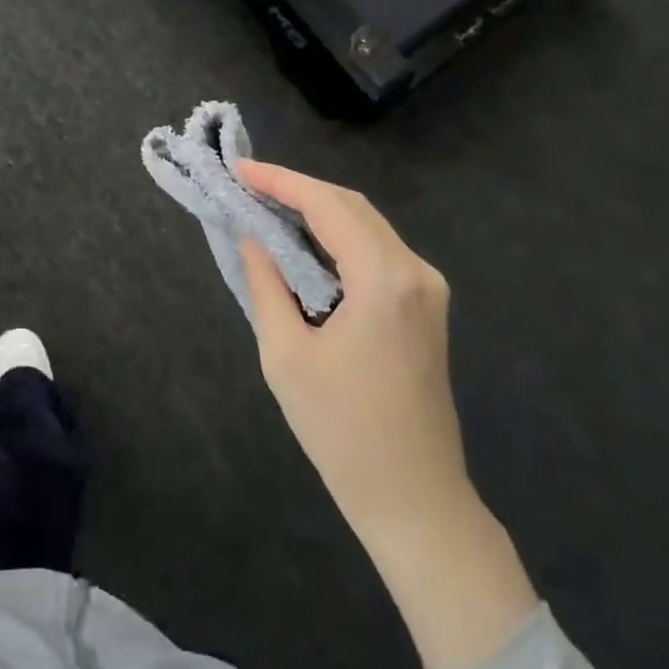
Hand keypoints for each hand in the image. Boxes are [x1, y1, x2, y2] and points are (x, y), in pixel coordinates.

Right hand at [235, 159, 465, 532]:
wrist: (414, 499)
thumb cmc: (342, 432)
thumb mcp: (286, 355)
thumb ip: (266, 283)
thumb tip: (252, 236)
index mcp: (384, 280)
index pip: (327, 206)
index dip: (280, 181)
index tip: (240, 169)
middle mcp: (415, 271)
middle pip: (351, 206)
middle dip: (298, 190)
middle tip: (249, 186)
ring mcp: (428, 287)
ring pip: (366, 224)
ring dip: (318, 211)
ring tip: (268, 207)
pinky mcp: (426, 304)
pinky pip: (377, 250)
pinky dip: (338, 237)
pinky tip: (305, 242)